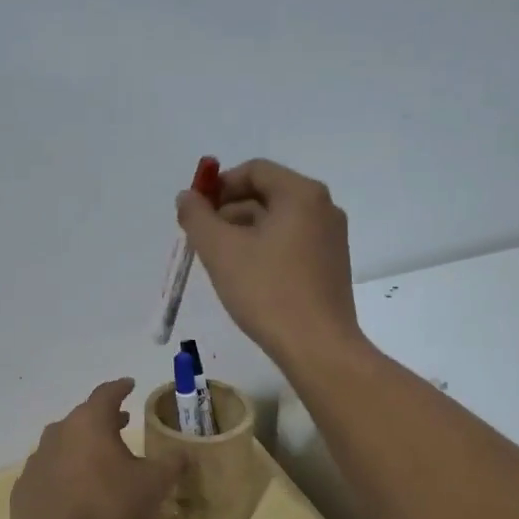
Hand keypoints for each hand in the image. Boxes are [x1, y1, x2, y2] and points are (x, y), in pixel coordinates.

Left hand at [9, 379, 177, 518]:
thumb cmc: (106, 506)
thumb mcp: (152, 485)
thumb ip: (171, 465)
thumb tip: (184, 453)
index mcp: (90, 422)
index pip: (107, 394)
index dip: (121, 388)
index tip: (129, 384)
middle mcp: (59, 432)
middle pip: (84, 417)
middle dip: (104, 419)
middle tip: (121, 422)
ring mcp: (37, 459)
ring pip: (64, 442)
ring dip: (83, 445)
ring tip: (100, 457)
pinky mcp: (25, 486)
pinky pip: (50, 470)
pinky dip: (64, 472)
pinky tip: (74, 489)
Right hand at [176, 159, 362, 367]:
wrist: (317, 347)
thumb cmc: (267, 292)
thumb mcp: (221, 251)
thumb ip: (197, 217)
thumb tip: (187, 196)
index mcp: (301, 194)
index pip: (254, 170)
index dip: (219, 185)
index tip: (195, 211)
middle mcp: (323, 208)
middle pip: (267, 194)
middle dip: (229, 211)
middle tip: (201, 238)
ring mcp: (331, 238)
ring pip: (278, 222)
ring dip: (244, 232)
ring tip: (219, 260)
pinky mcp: (331, 266)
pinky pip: (291, 243)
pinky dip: (265, 249)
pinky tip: (246, 277)